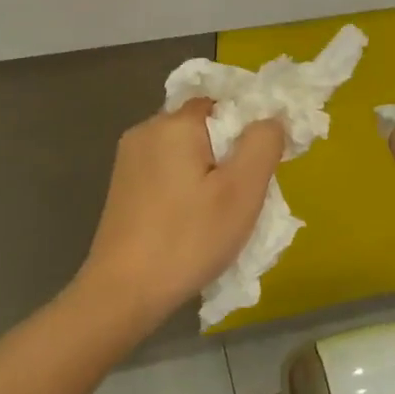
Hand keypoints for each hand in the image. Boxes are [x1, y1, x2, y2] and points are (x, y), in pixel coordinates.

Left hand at [76, 100, 285, 330]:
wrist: (124, 292)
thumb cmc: (188, 239)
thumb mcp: (241, 190)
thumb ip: (263, 143)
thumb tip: (271, 118)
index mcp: (174, 124)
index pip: (223, 101)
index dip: (249, 125)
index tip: (263, 162)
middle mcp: (145, 131)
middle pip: (204, 126)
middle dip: (229, 153)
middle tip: (245, 194)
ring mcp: (129, 160)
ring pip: (186, 151)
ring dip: (209, 172)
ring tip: (220, 213)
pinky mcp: (123, 186)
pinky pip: (167, 171)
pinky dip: (187, 187)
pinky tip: (193, 221)